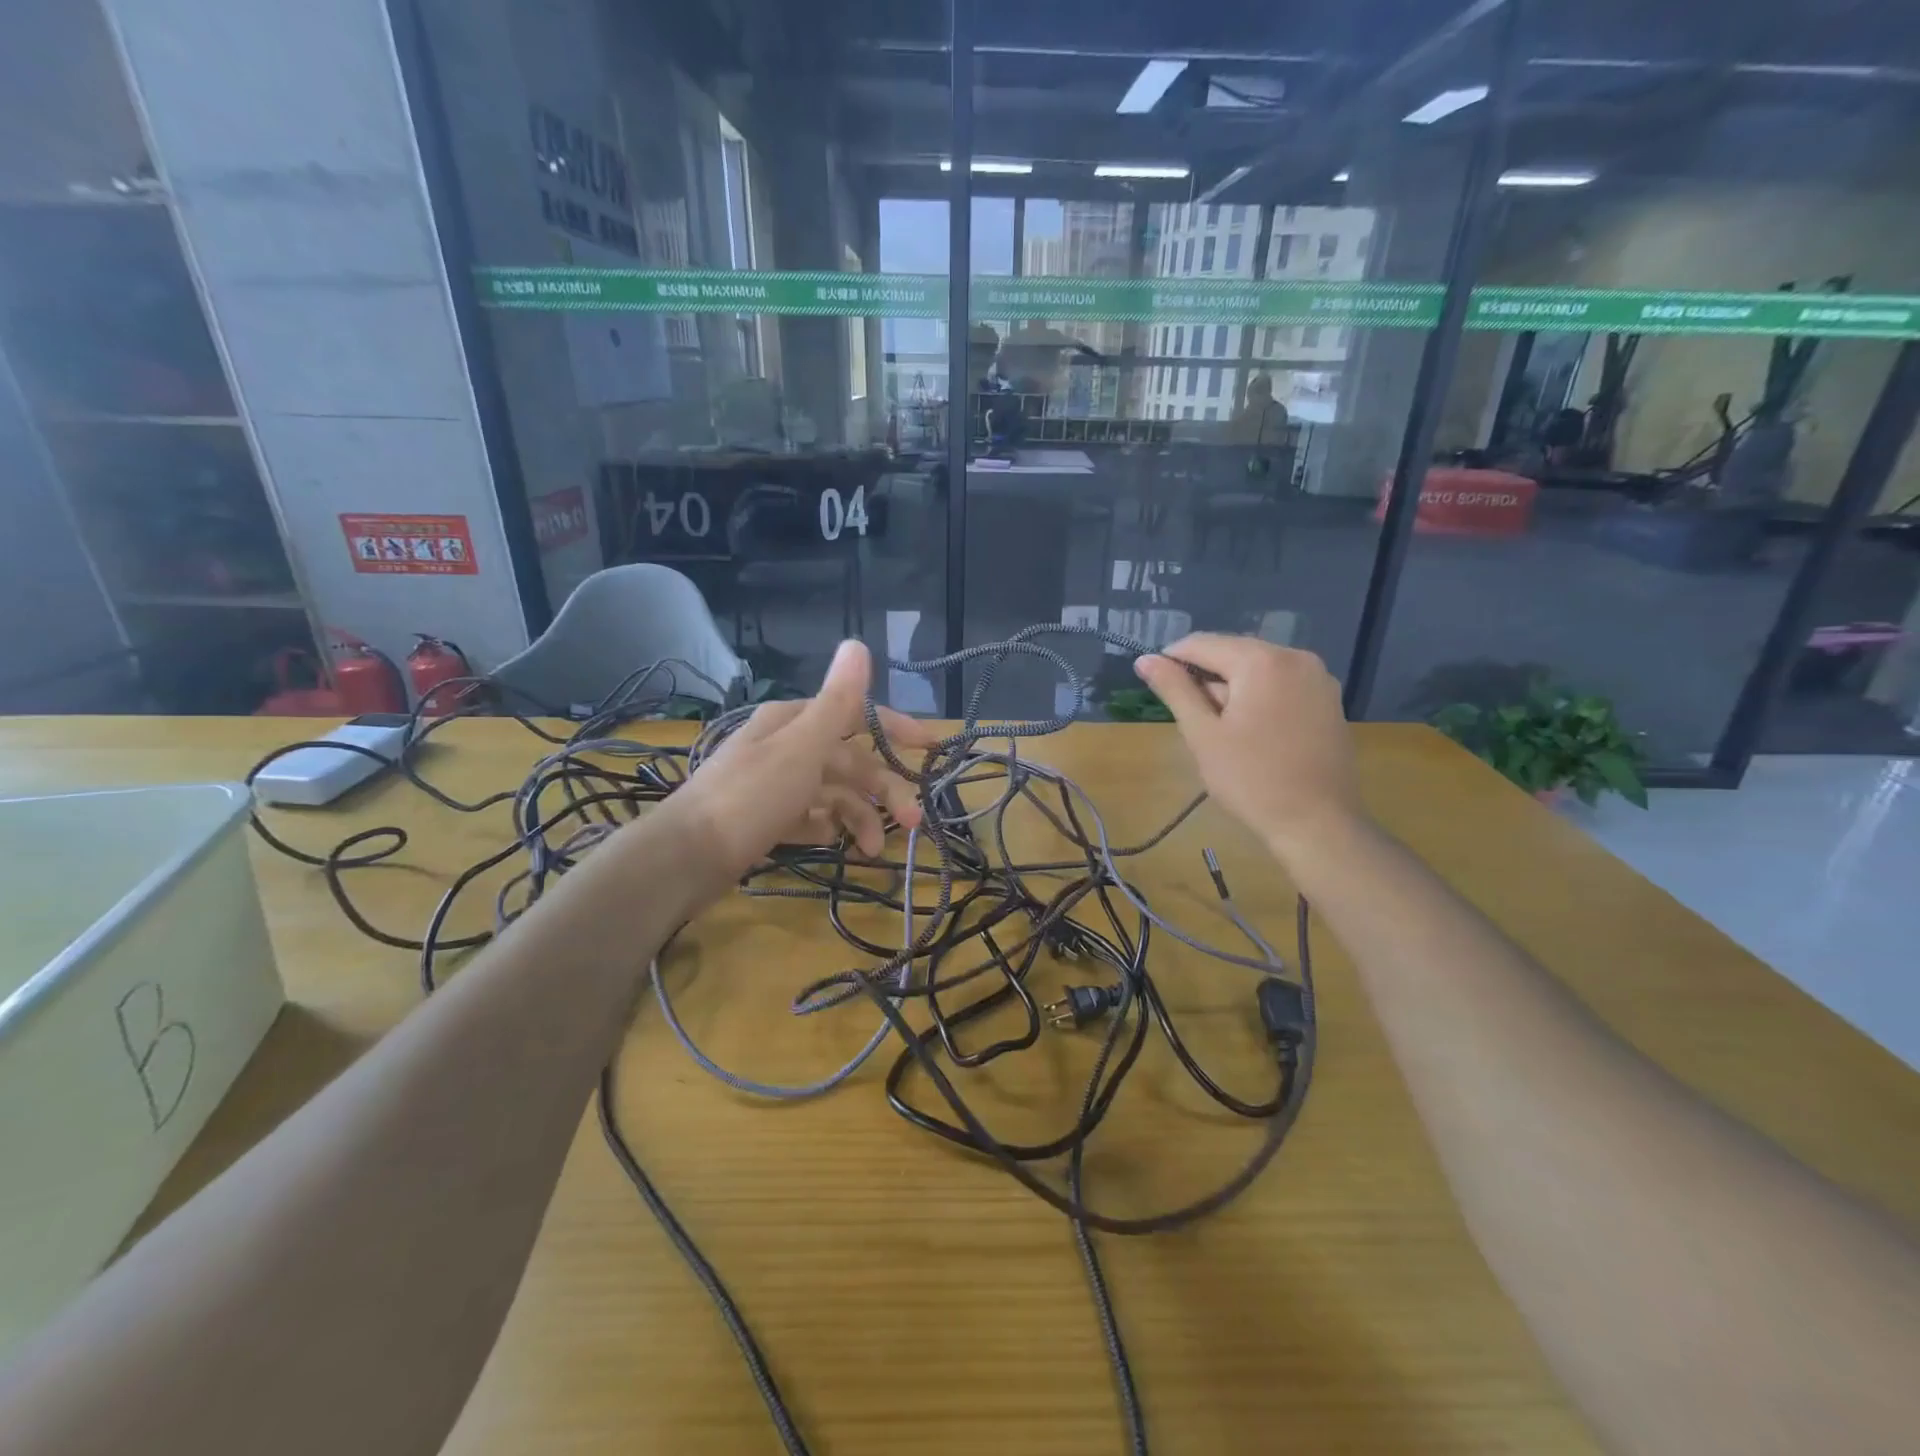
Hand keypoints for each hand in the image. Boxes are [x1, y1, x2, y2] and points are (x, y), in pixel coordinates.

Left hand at [668, 640, 938, 886]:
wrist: (686, 857)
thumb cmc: (751, 797)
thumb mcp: (801, 747)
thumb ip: (837, 702)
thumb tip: (858, 643)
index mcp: (794, 722)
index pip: (856, 716)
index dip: (896, 728)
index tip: (930, 749)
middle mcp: (786, 746)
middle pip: (849, 761)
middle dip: (884, 790)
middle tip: (910, 824)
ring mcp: (776, 784)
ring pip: (833, 793)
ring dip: (859, 817)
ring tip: (870, 851)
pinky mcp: (767, 818)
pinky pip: (810, 817)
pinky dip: (827, 828)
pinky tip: (834, 844)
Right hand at [1133, 634, 1362, 859]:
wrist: (1318, 824)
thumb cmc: (1251, 780)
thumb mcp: (1203, 734)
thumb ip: (1175, 690)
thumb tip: (1144, 659)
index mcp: (1262, 661)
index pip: (1203, 644)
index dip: (1172, 660)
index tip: (1155, 685)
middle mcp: (1296, 656)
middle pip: (1233, 652)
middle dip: (1206, 677)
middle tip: (1191, 717)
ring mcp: (1318, 677)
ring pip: (1258, 668)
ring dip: (1232, 688)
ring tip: (1221, 729)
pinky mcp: (1329, 699)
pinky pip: (1281, 683)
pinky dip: (1258, 696)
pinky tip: (1252, 731)